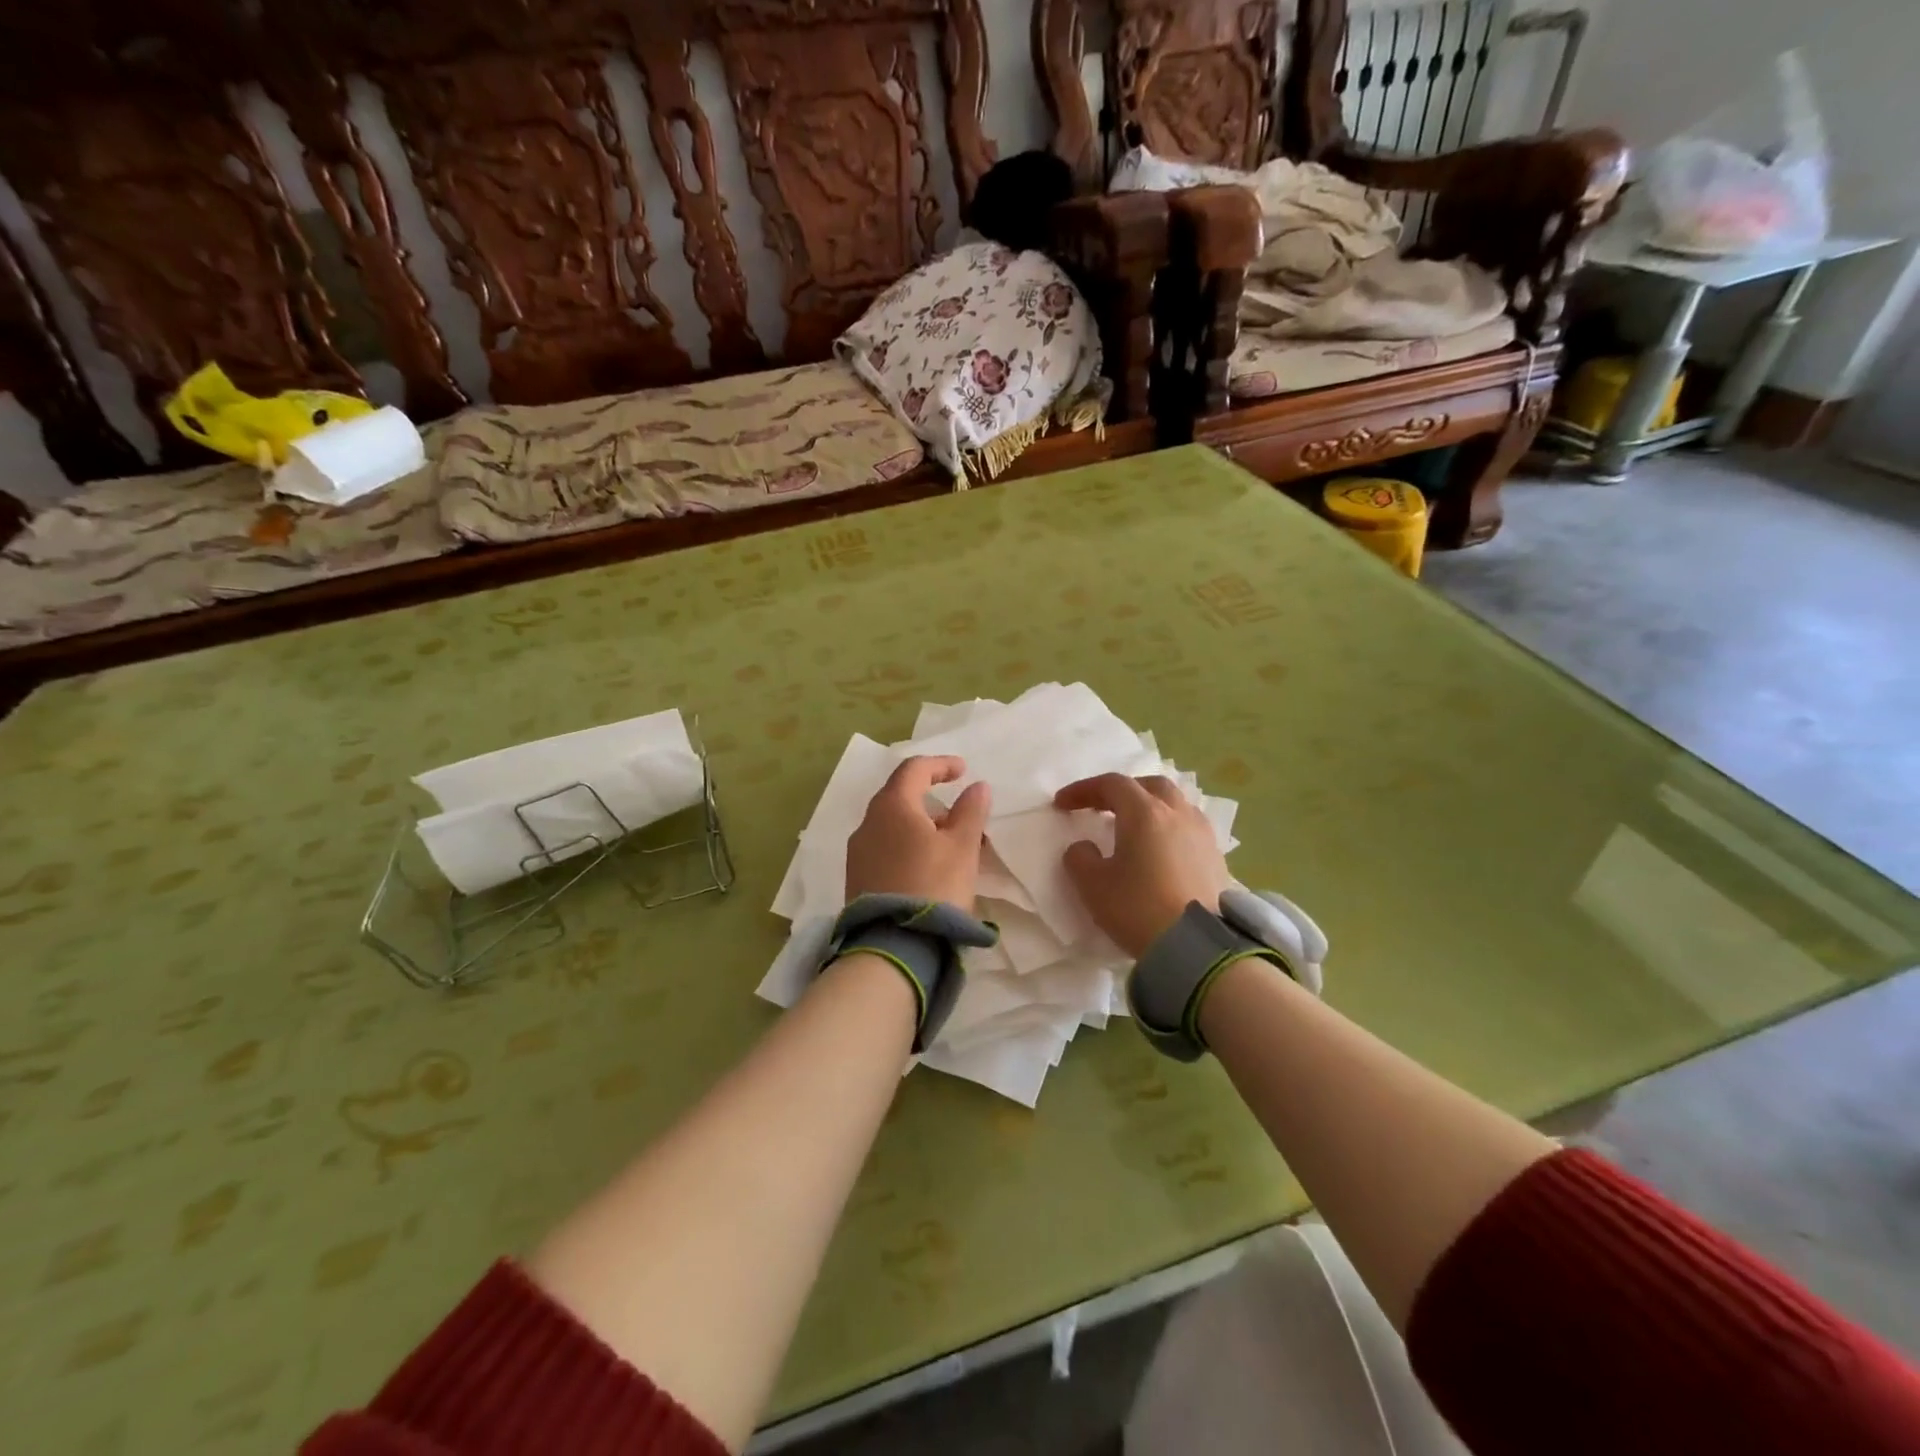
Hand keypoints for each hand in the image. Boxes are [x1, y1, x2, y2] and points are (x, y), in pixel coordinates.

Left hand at [845, 756, 991, 910]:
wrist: (894, 945)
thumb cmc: (934, 885)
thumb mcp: (962, 847)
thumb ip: (971, 811)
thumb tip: (977, 786)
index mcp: (892, 806)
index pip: (914, 769)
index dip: (941, 765)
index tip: (963, 771)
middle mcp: (868, 822)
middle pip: (900, 796)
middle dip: (932, 799)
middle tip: (960, 815)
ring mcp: (858, 851)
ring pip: (892, 824)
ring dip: (921, 825)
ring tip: (950, 846)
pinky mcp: (857, 878)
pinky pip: (885, 847)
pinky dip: (908, 845)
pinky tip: (927, 866)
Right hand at [1054, 773, 1231, 957]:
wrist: (1197, 948)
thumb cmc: (1138, 908)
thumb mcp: (1093, 885)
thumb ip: (1080, 858)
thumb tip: (1084, 848)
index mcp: (1144, 813)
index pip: (1112, 784)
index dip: (1084, 790)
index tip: (1062, 804)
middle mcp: (1177, 814)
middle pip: (1149, 786)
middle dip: (1123, 791)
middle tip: (1102, 807)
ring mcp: (1202, 835)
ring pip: (1175, 805)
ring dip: (1151, 808)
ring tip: (1135, 828)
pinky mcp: (1217, 858)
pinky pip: (1190, 828)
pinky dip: (1170, 829)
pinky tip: (1161, 852)